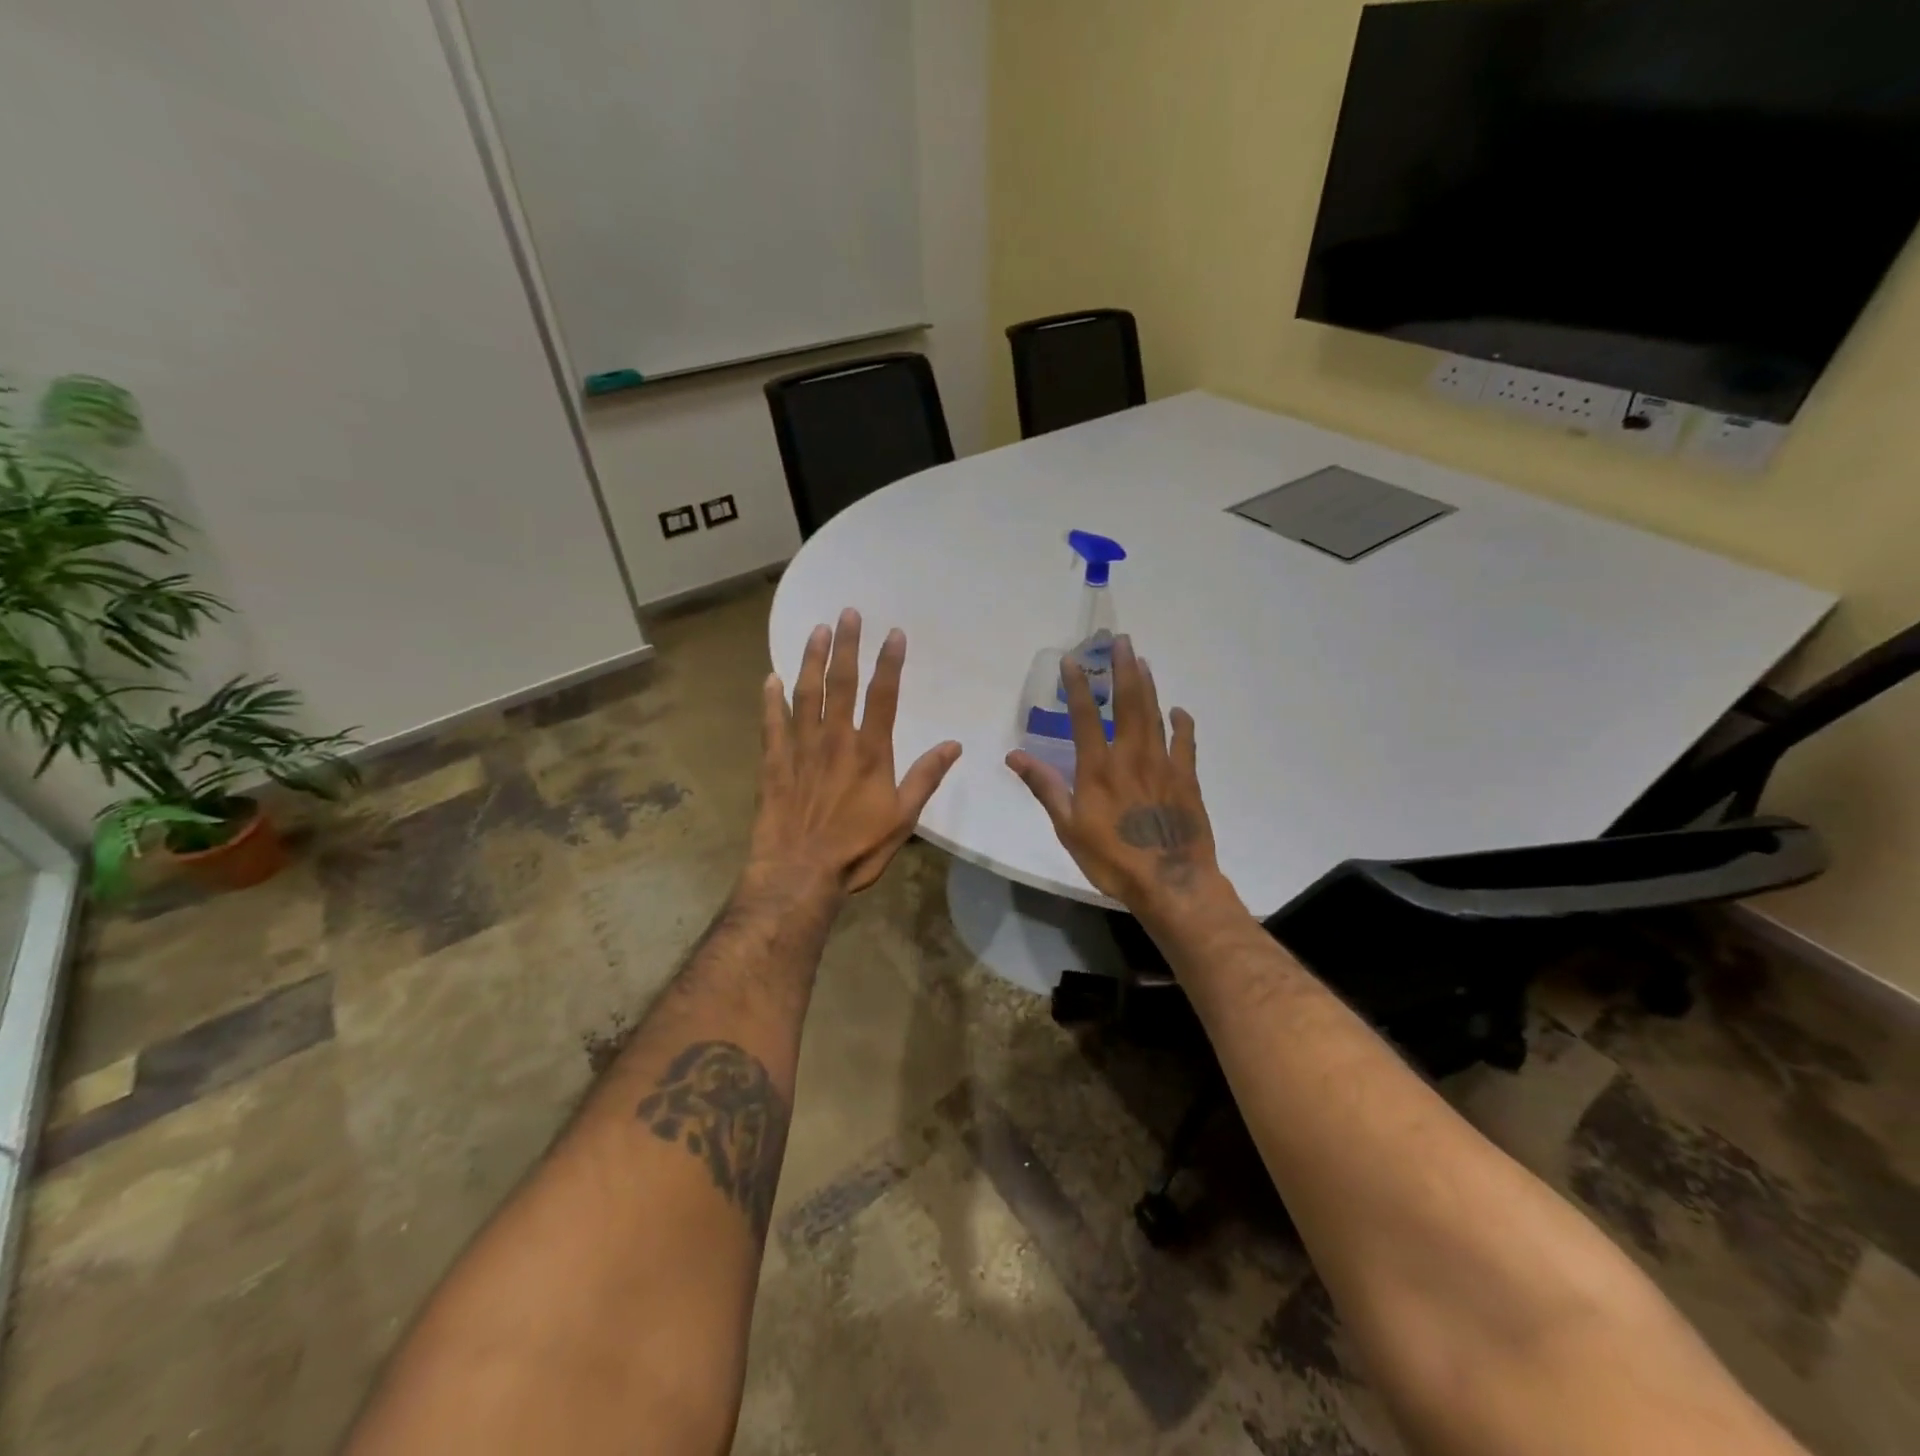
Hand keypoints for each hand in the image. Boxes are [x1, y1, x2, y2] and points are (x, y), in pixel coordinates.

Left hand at [752, 609, 961, 896]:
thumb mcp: (903, 818)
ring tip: (817, 630)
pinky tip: (769, 677)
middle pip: (841, 683)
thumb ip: (925, 777)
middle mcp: (834, 740)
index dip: (889, 662)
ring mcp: (800, 748)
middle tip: (848, 612)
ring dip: (811, 659)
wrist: (800, 874)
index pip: (883, 695)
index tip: (893, 633)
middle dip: (847, 645)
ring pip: (805, 693)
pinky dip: (770, 699)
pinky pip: (771, 723)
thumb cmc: (857, 848)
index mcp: (870, 751)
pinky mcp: (774, 763)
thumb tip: (953, 745)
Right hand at [1005, 636, 1223, 913]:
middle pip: (1129, 703)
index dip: (1079, 686)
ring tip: (1142, 661)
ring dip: (1148, 686)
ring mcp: (1163, 765)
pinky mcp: (1186, 779)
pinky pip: (1185, 743)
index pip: (1086, 717)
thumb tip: (1014, 756)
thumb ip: (1045, 787)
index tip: (1073, 660)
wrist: (1170, 882)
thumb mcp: (1069, 827)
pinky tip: (1178, 710)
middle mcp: (1131, 756)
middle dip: (1123, 670)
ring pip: (1155, 715)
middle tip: (1122, 641)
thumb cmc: (1112, 859)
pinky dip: (1182, 724)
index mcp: (1098, 768)